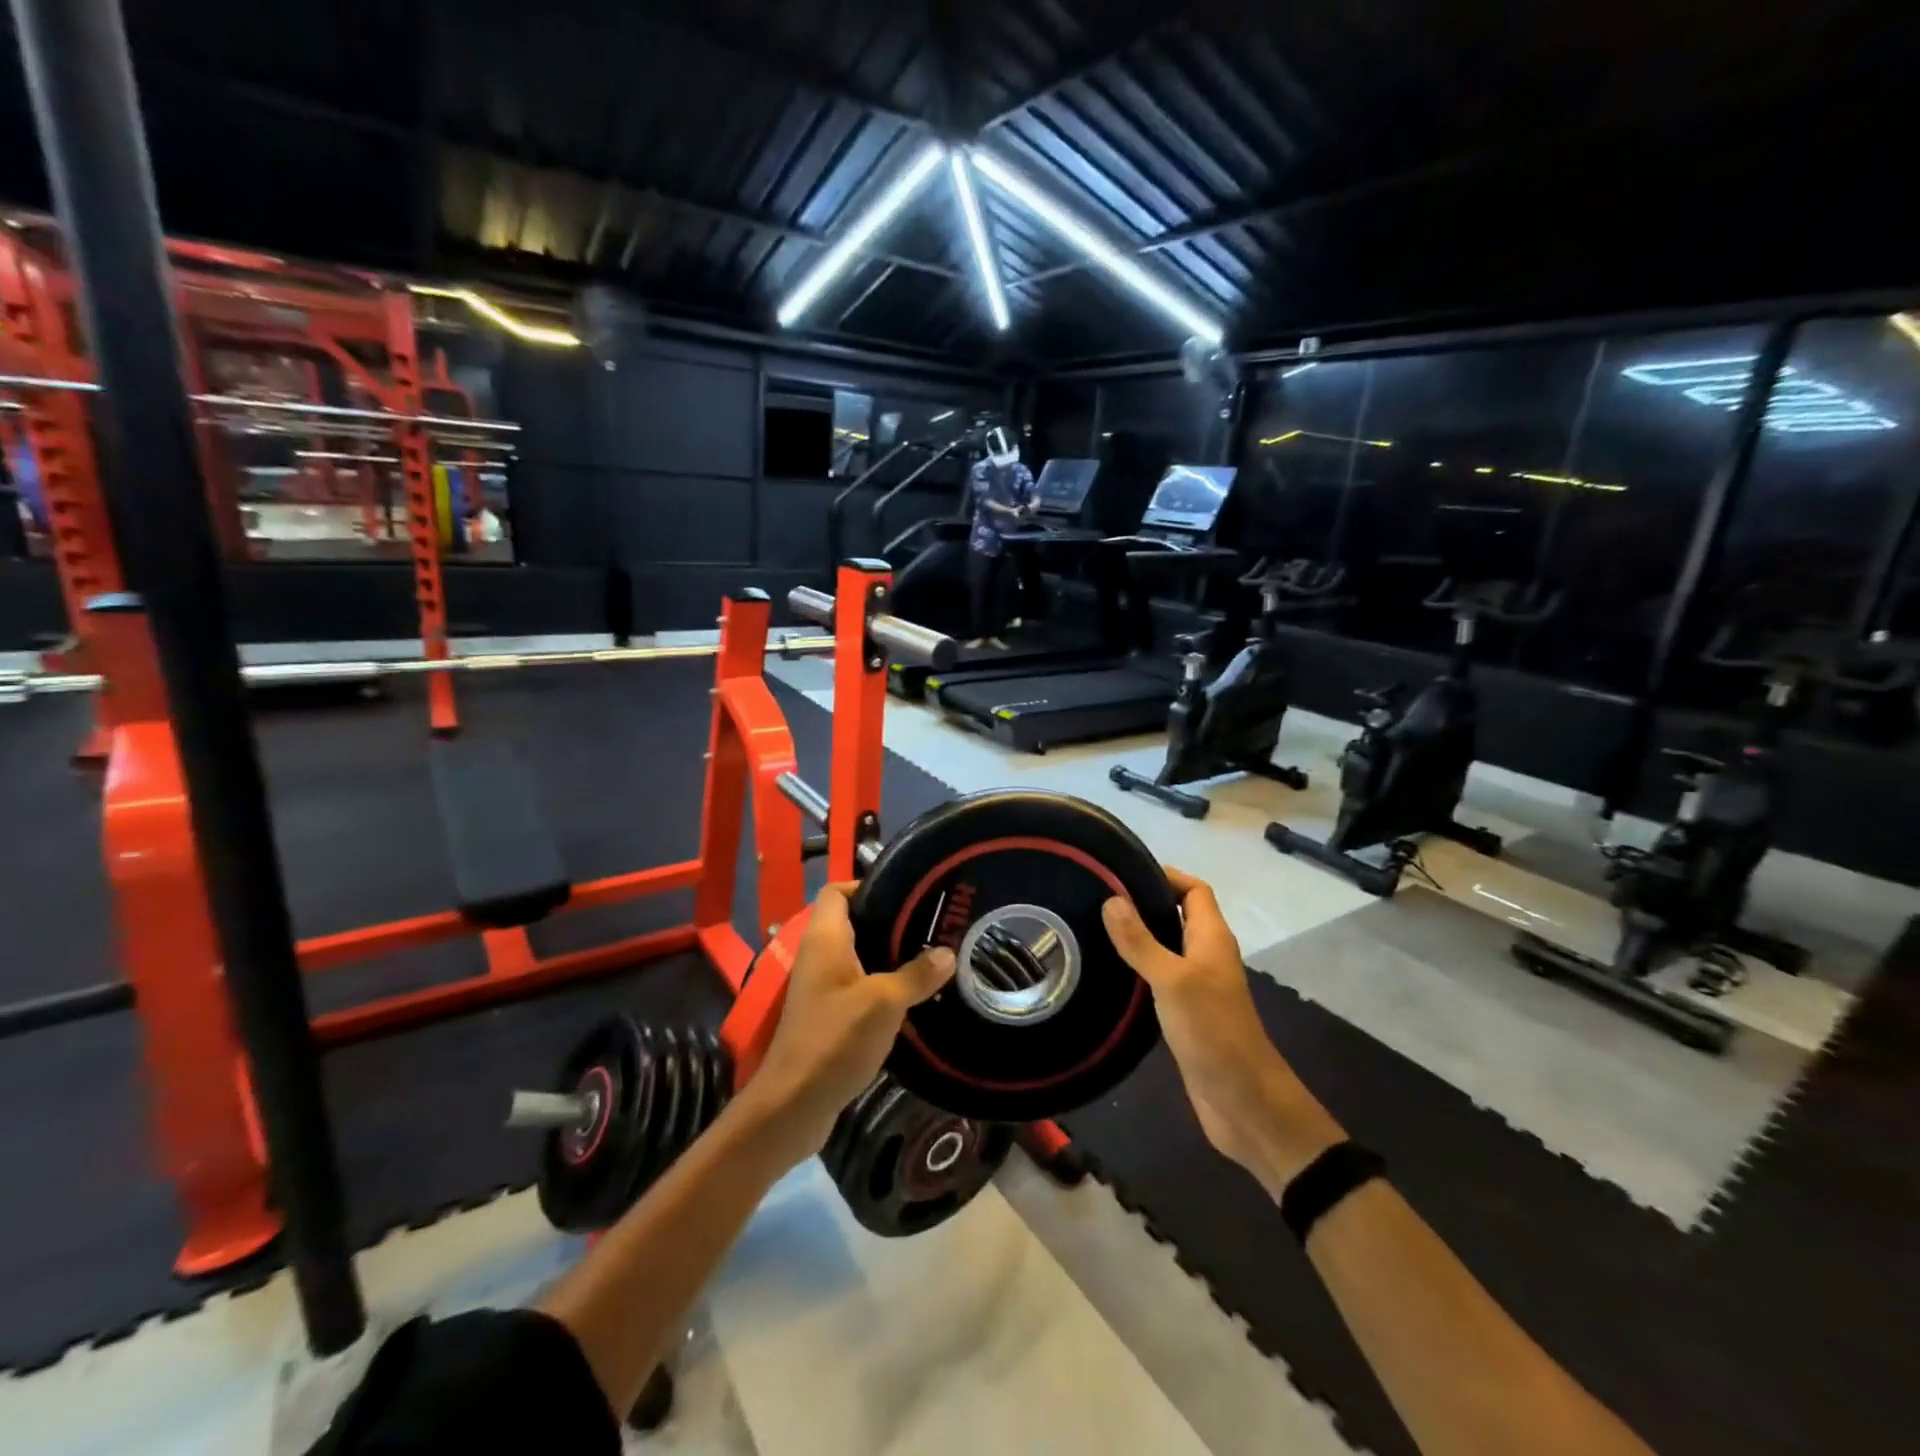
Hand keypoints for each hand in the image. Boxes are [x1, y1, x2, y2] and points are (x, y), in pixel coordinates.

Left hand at [742, 884, 953, 1167]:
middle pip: (852, 922)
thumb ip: (917, 974)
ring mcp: (820, 987)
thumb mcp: (884, 1002)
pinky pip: (857, 985)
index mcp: (825, 939)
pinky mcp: (827, 1015)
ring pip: (858, 956)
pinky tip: (913, 995)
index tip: (906, 892)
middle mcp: (818, 956)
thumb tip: (947, 952)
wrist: (793, 1104)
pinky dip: (882, 984)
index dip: (866, 884)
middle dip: (889, 921)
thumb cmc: (835, 1039)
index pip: (837, 891)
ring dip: (889, 955)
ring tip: (930, 955)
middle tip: (929, 923)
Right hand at [1103, 868, 1343, 1194]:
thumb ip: (1140, 942)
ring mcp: (1197, 986)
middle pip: (1178, 915)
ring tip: (1093, 929)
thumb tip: (1111, 899)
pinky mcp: (1185, 1013)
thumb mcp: (1173, 980)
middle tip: (1098, 898)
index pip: (1194, 890)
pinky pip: (1159, 978)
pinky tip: (1109, 972)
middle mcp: (1206, 956)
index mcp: (1212, 938)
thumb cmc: (1213, 1031)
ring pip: (1166, 947)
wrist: (1243, 1101)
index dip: (1166, 875)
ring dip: (1137, 937)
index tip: (1123, 872)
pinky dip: (1137, 969)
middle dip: (1144, 903)